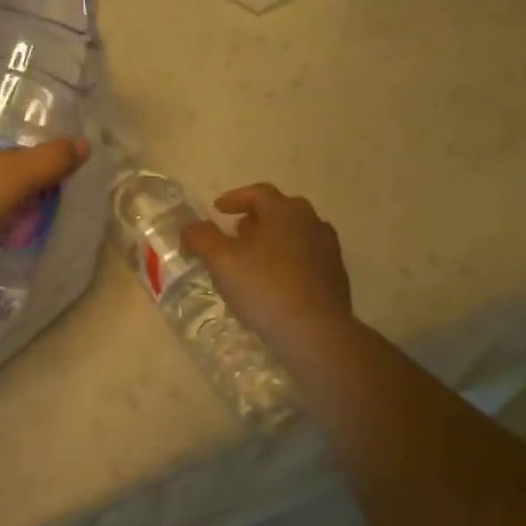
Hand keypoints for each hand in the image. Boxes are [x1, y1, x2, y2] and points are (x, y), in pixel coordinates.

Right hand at [181, 184, 355, 366]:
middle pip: (279, 211)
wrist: (316, 332)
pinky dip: (288, 261)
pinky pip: (306, 258)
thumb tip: (189, 226)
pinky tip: (275, 282)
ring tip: (253, 259)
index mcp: (284, 211)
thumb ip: (201, 238)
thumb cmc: (265, 287)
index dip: (235, 198)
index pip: (258, 193)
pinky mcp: (335, 276)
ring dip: (273, 240)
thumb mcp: (221, 261)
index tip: (218, 209)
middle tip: (236, 233)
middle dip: (255, 218)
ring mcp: (328, 249)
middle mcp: (311, 222)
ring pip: (295, 235)